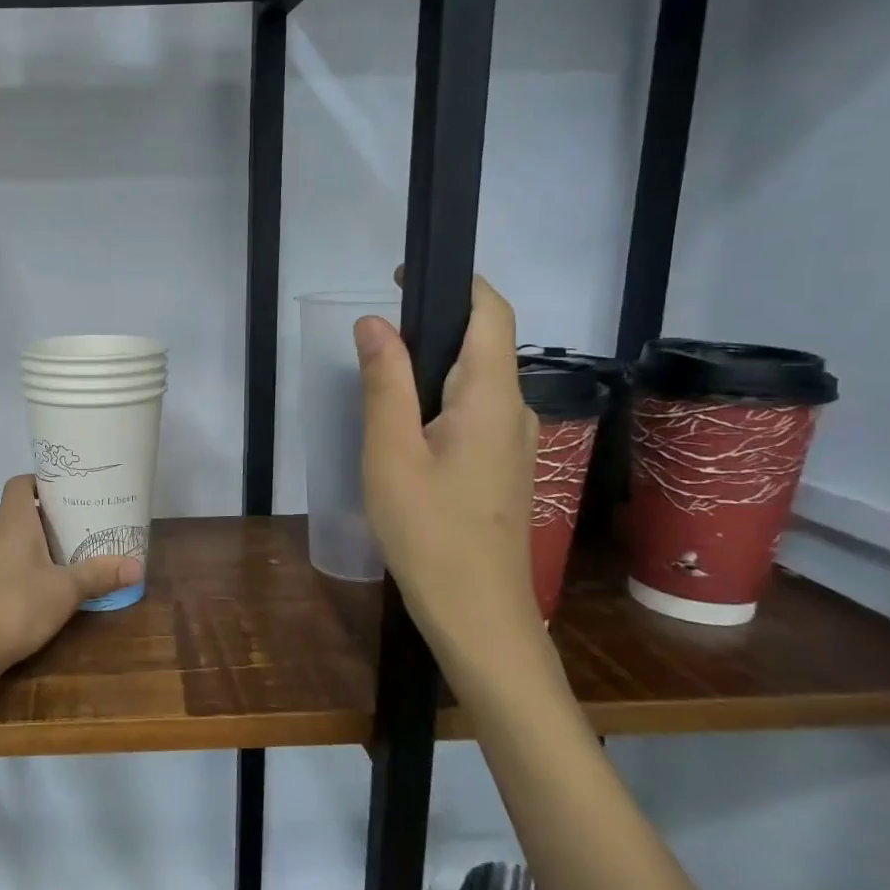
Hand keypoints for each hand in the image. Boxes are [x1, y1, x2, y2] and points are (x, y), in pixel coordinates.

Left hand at [0, 475, 143, 681]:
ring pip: (12, 535)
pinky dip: (24, 561)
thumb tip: (139, 566)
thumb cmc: (16, 605)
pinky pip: (4, 558)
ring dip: (37, 539)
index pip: (21, 482)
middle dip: (49, 513)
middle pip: (20, 508)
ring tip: (69, 549)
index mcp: (13, 519)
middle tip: (82, 520)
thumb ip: (99, 574)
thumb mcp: (65, 590)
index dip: (44, 481)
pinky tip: (44, 581)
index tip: (71, 490)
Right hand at [357, 276, 547, 676]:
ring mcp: (515, 441)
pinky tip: (404, 427)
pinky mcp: (504, 466)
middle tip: (374, 335)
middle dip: (434, 323)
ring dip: (433, 365)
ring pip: (477, 381)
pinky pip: (474, 411)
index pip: (491, 312)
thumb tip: (375, 322)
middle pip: (483, 344)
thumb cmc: (428, 531)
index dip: (455, 282)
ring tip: (380, 379)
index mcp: (492, 397)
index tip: (403, 275)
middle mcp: (516, 410)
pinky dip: (439, 398)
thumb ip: (385, 383)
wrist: (478, 614)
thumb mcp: (391, 454)